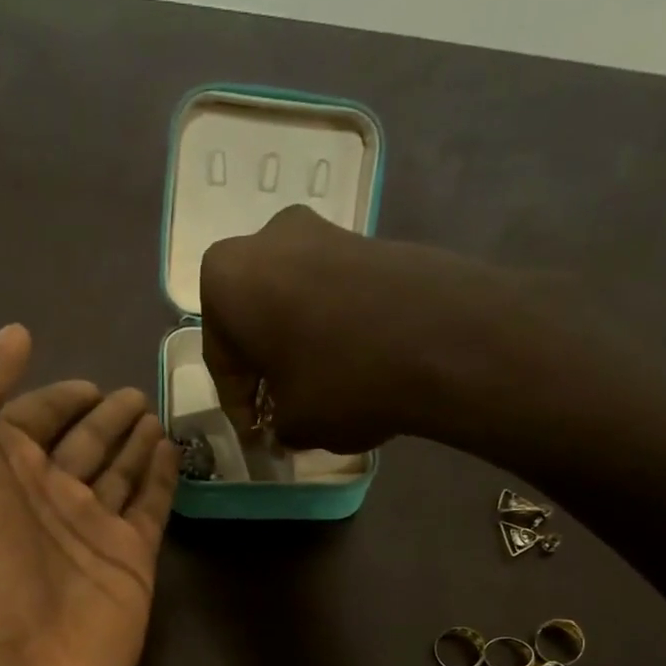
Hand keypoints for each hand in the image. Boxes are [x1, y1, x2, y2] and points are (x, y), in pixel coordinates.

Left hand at [0, 326, 177, 665]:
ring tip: (156, 412)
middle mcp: (39, 497)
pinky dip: (162, 479)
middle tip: (134, 392)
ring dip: (134, 441)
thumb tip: (15, 336)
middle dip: (103, 415)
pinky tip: (171, 451)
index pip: (27, 417)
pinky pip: (150, 507)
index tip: (86, 378)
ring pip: (118, 470)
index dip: (52, 394)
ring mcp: (89, 531)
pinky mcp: (131, 563)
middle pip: (79, 442)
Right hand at [200, 204, 549, 451]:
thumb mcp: (294, 422)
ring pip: (294, 303)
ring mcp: (322, 231)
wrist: (443, 337)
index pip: (222, 357)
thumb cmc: (341, 380)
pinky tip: (351, 363)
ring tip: (317, 390)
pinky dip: (332, 327)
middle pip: (255, 320)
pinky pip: (332, 293)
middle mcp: (265, 241)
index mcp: (226, 281)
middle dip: (266, 367)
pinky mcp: (369, 239)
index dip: (238, 405)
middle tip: (279, 409)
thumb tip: (285, 425)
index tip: (255, 435)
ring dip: (298, 345)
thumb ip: (276, 424)